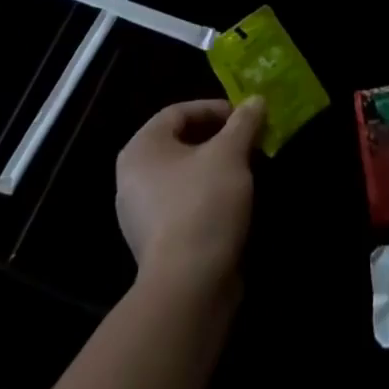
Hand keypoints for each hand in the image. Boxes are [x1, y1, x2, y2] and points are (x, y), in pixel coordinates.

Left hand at [115, 98, 265, 289]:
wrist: (189, 289)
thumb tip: (256, 100)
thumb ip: (243, 122)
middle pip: (181, 143)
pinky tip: (233, 204)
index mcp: (141, 148)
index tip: (245, 117)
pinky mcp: (156, 244)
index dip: (215, 109)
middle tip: (249, 141)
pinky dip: (208, 197)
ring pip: (184, 176)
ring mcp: (141, 215)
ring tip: (247, 170)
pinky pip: (184, 205)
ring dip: (216, 169)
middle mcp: (132, 177)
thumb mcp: (230, 153)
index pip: (179, 112)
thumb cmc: (203, 204)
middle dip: (218, 139)